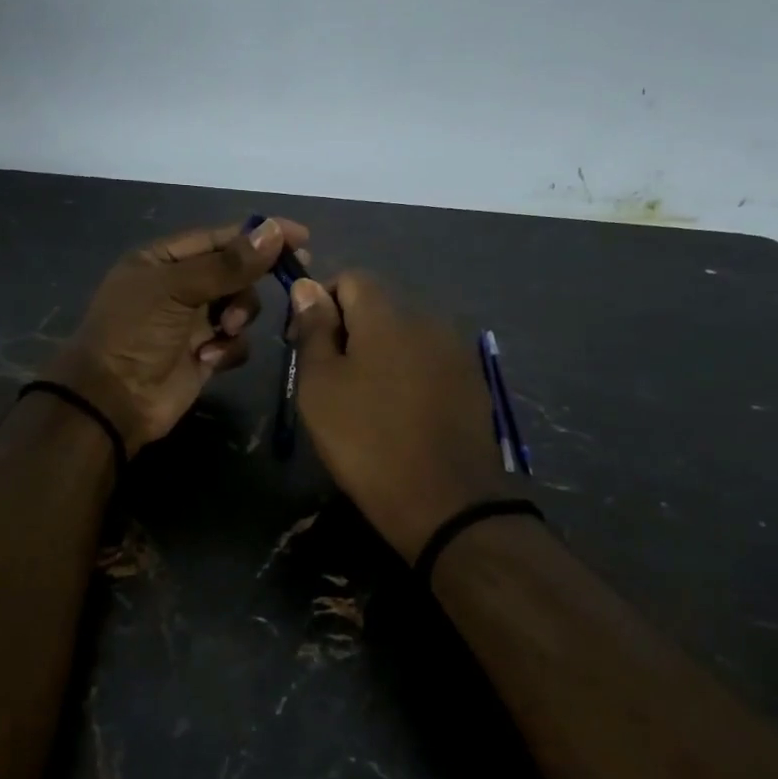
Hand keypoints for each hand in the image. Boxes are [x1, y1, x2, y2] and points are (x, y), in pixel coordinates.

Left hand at [44, 216, 308, 453]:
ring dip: (240, 316)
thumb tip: (274, 231)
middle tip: (290, 277)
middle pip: (235, 271)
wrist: (113, 399)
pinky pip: (236, 342)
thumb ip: (228, 263)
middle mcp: (180, 287)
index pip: (220, 237)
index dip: (259, 235)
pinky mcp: (205, 354)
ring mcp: (193, 322)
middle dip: (251, 280)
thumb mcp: (177, 289)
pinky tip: (210, 359)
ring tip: (224, 331)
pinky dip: (229, 348)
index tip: (300, 237)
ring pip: (241, 307)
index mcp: (163, 260)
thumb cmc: (135, 332)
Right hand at [289, 273, 509, 560]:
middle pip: (379, 305)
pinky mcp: (471, 380)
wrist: (444, 501)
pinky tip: (399, 412)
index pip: (350, 278)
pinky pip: (427, 360)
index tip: (306, 343)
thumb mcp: (320, 385)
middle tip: (330, 377)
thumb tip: (307, 286)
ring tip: (365, 398)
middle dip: (349, 329)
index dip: (321, 302)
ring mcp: (455, 350)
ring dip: (379, 352)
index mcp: (388, 313)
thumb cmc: (366, 439)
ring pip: (404, 334)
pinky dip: (407, 373)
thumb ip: (314, 329)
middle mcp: (427, 318)